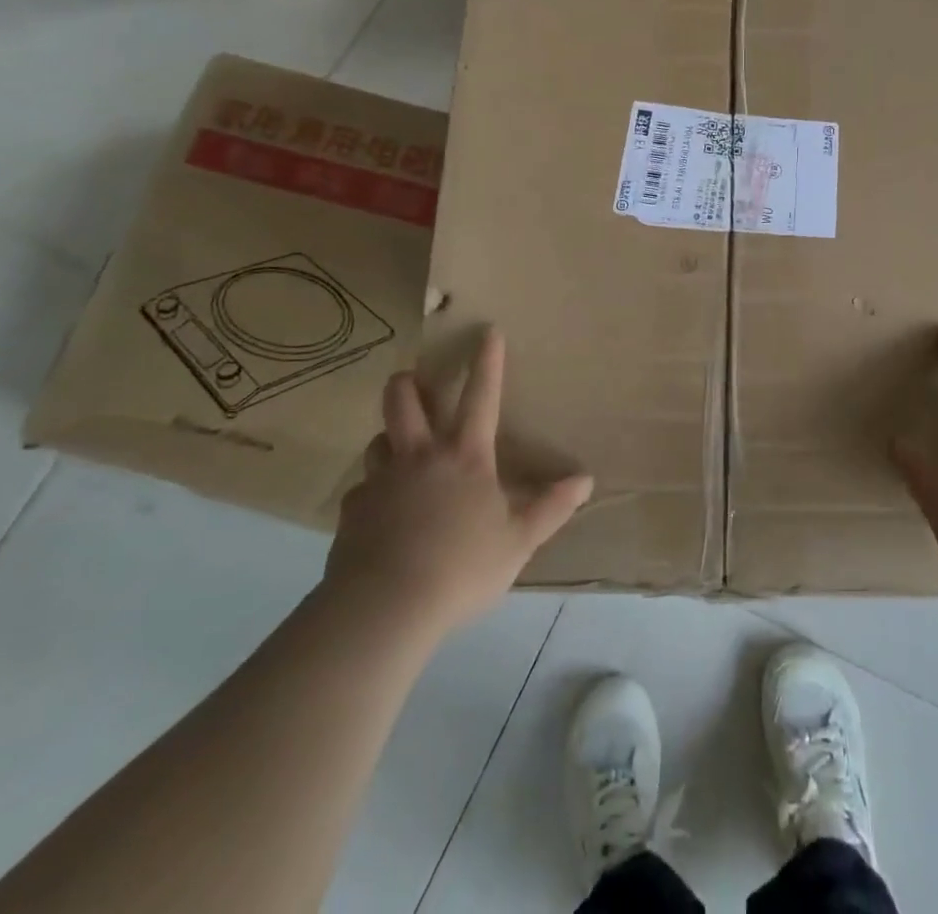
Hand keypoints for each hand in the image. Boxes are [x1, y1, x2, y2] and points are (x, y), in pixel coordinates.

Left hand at [324, 328, 592, 635]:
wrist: (384, 606)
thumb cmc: (462, 566)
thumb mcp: (519, 540)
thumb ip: (551, 508)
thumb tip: (585, 480)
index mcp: (466, 456)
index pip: (481, 396)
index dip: (487, 361)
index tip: (488, 331)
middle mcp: (420, 456)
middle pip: (404, 400)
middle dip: (409, 383)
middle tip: (414, 382)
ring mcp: (381, 482)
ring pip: (377, 440)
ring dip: (389, 437)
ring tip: (398, 449)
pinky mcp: (352, 512)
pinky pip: (361, 490)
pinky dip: (371, 492)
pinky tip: (378, 512)